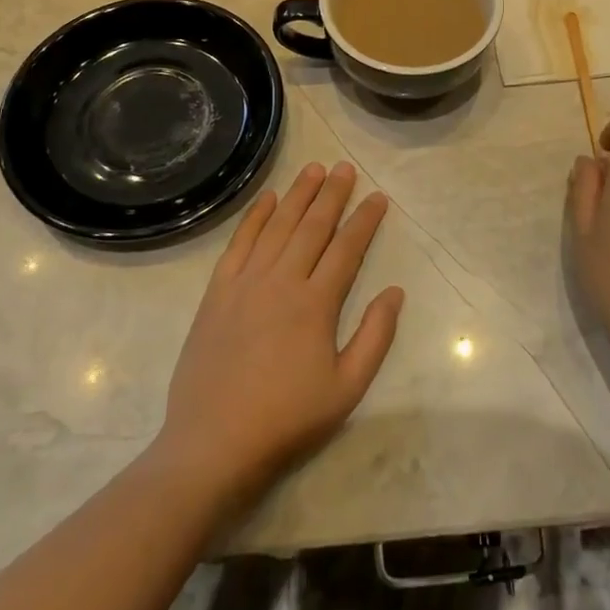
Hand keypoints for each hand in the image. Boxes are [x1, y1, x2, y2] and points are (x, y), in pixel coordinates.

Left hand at [153, 161, 404, 509]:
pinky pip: (239, 243)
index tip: (378, 196)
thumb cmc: (287, 418)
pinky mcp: (217, 292)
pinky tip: (267, 199)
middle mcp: (282, 281)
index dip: (365, 219)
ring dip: (297, 195)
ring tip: (313, 169)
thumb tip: (395, 292)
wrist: (213, 442)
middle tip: (345, 168)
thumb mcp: (347, 388)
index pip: (347, 248)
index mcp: (316, 303)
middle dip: (332, 194)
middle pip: (312, 226)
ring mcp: (246, 282)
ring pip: (278, 226)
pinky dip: (254, 217)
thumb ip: (375, 337)